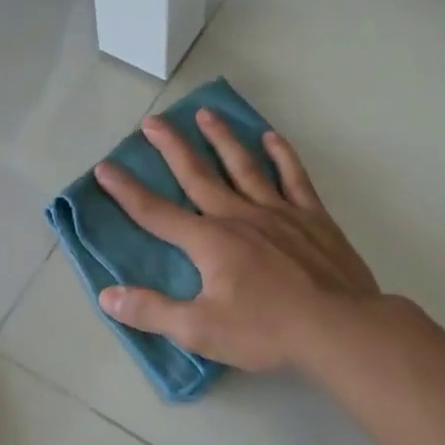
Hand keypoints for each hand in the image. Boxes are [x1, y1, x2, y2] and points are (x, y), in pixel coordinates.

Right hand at [94, 111, 379, 372]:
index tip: (104, 167)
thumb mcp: (200, 330)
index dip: (126, 191)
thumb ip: (152, 311)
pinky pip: (293, 177)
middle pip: (197, 175)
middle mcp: (239, 216)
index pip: (156, 213)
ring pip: (244, 166)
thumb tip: (108, 295)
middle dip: (172, 148)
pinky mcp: (312, 218)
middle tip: (153, 122)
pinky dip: (282, 155)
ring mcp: (278, 212)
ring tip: (206, 114)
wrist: (339, 329)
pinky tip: (272, 138)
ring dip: (222, 139)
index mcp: (209, 241)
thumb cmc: (266, 331)